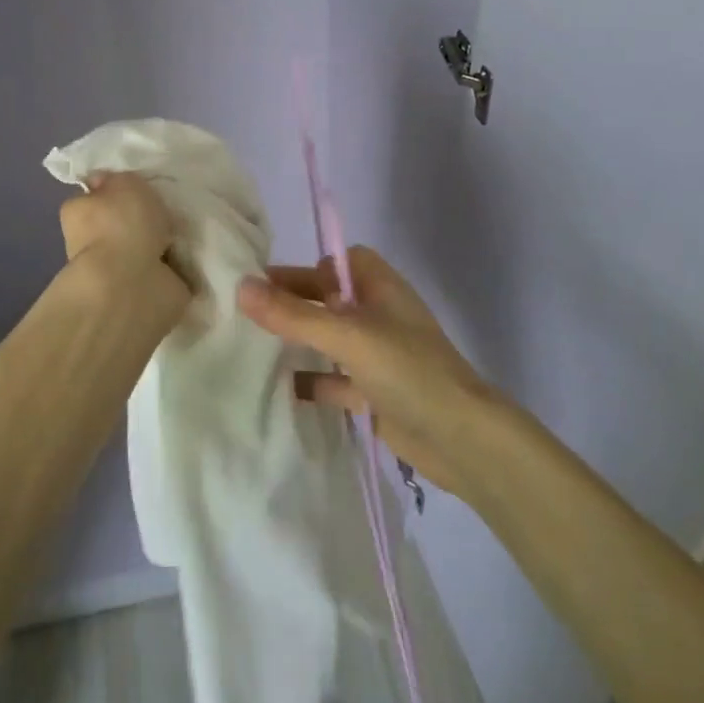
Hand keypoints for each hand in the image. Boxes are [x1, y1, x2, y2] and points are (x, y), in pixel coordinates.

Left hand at [57, 172, 191, 335]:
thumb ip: (119, 180)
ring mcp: (117, 272)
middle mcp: (91, 244)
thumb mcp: (122, 182)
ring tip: (188, 230)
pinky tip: (194, 253)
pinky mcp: (142, 293)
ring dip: (162, 244)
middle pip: (121, 225)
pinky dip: (177, 266)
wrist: (133, 283)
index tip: (139, 189)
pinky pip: (164, 271)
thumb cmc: (122, 224)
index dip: (114, 193)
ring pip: (143, 249)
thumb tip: (105, 182)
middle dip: (142, 221)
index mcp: (79, 213)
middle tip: (169, 210)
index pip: (95, 198)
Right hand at [238, 248, 499, 496]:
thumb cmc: (408, 371)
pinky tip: (278, 391)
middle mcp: (378, 315)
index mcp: (379, 287)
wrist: (462, 439)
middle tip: (243, 314)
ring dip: (299, 343)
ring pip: (329, 340)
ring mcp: (378, 356)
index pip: (336, 262)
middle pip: (328, 300)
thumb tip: (241, 286)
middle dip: (292, 304)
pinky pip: (335, 380)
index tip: (263, 280)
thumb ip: (294, 314)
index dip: (303, 267)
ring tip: (250, 348)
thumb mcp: (347, 336)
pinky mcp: (374, 394)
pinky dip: (312, 382)